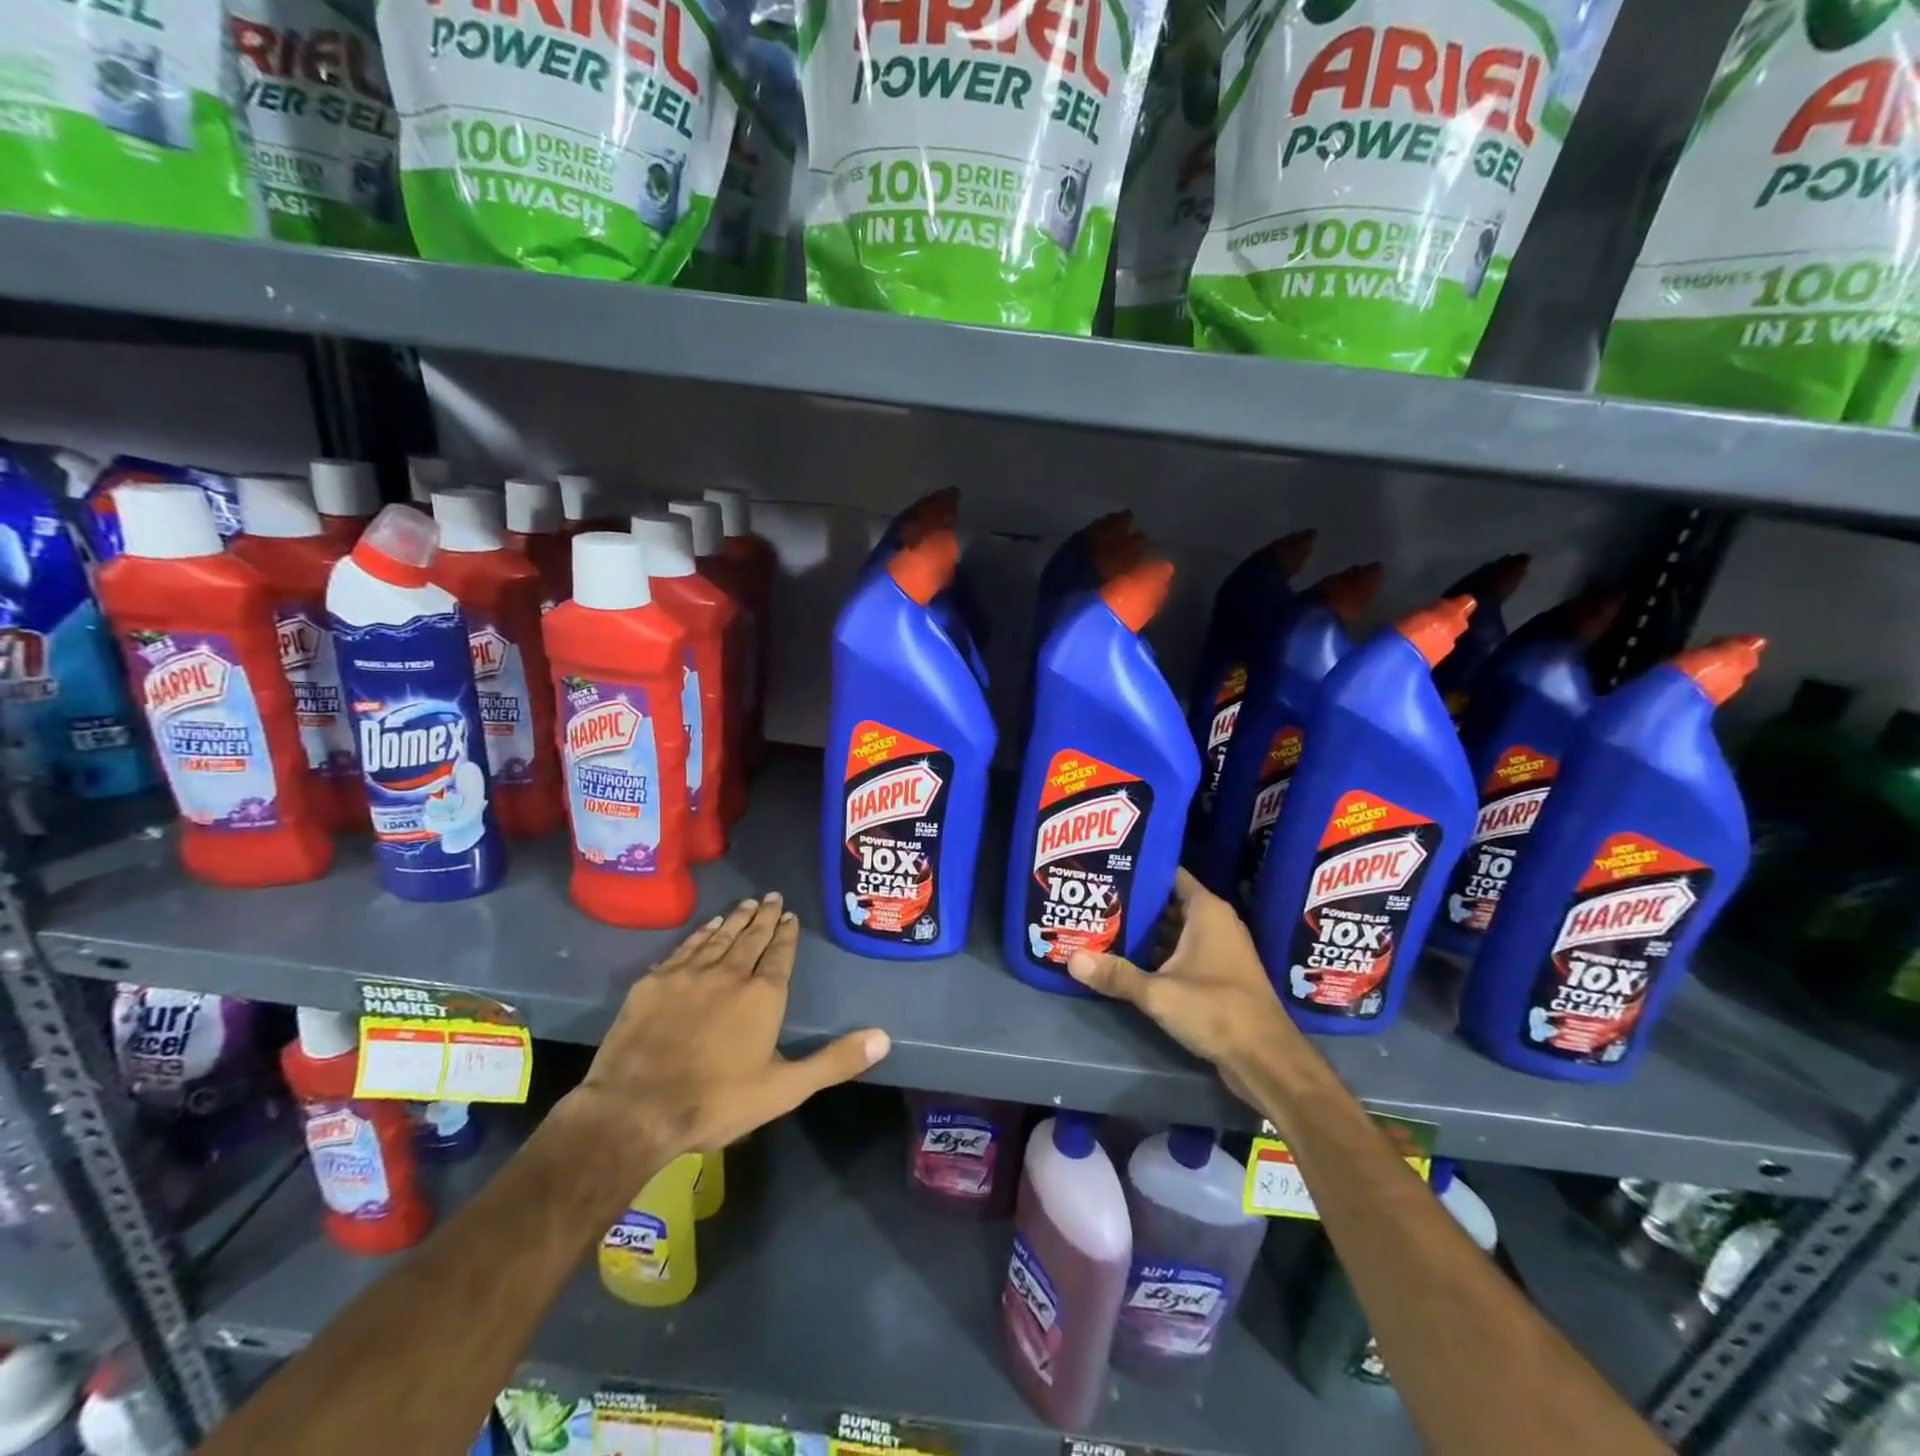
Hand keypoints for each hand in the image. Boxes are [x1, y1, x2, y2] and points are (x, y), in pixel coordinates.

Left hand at [567, 893, 889, 1180]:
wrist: (636, 1110)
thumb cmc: (717, 1101)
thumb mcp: (785, 1089)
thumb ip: (835, 1061)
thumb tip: (884, 1036)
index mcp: (763, 995)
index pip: (780, 954)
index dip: (787, 934)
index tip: (790, 915)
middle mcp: (729, 973)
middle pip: (751, 937)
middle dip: (765, 917)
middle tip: (773, 897)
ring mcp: (689, 974)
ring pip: (719, 937)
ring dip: (735, 919)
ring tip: (747, 904)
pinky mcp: (655, 982)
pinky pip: (685, 947)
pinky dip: (701, 933)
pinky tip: (707, 927)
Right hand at [1068, 869, 1297, 1103]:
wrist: (1267, 1060)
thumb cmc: (1216, 1010)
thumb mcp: (1159, 992)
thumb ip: (1116, 975)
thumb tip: (1070, 958)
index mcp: (1207, 911)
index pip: (1169, 874)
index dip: (1139, 869)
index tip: (1106, 867)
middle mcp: (1215, 923)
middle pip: (1167, 903)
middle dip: (1133, 903)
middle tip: (1094, 899)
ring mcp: (1218, 950)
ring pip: (1173, 931)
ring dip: (1143, 932)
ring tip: (1101, 926)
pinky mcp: (1216, 976)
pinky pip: (1180, 953)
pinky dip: (1156, 954)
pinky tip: (1125, 960)